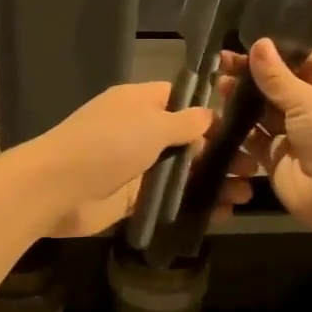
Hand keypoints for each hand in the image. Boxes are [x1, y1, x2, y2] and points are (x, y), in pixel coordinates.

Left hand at [12, 80, 258, 238]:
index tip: (243, 125)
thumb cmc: (107, 144)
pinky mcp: (132, 198)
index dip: (209, 111)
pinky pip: (170, 198)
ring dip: (213, 181)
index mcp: (139, 103)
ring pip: (181, 172)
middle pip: (186, 139)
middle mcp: (138, 131)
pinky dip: (195, 204)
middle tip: (255, 166)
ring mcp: (135, 166)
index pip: (179, 99)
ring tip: (247, 193)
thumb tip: (210, 115)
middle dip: (220, 152)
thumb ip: (185, 122)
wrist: (57, 188)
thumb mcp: (152, 124)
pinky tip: (224, 213)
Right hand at [225, 38, 311, 234]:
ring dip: (243, 100)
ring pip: (263, 112)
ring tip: (220, 85)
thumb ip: (277, 75)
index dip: (280, 52)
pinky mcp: (275, 157)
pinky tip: (220, 114)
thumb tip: (259, 43)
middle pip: (278, 86)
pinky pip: (253, 138)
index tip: (251, 43)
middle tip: (224, 63)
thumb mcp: (307, 99)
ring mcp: (293, 135)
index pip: (304, 62)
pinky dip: (238, 128)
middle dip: (253, 75)